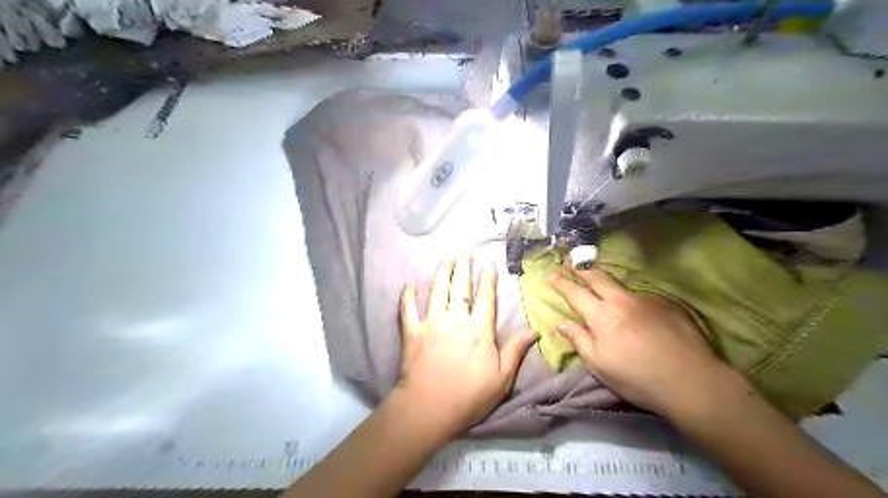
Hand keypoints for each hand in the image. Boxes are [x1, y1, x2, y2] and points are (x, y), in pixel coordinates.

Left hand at [400, 256, 537, 439]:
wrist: (428, 409)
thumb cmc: (469, 396)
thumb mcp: (502, 379)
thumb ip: (515, 351)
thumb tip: (533, 331)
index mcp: (478, 330)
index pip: (485, 298)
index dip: (487, 279)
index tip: (488, 265)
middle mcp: (455, 320)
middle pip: (460, 287)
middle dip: (463, 267)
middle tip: (464, 253)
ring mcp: (431, 323)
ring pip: (436, 291)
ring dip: (441, 273)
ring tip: (445, 260)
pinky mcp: (412, 332)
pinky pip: (408, 309)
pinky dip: (408, 296)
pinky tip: (409, 286)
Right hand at [553, 265, 731, 415]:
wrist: (691, 380)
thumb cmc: (637, 377)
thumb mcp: (599, 364)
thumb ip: (579, 339)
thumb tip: (561, 322)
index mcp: (602, 315)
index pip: (576, 293)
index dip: (562, 283)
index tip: (551, 273)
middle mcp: (622, 301)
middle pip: (598, 277)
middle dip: (581, 268)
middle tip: (570, 260)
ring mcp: (646, 300)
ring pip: (620, 285)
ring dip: (606, 281)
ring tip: (599, 281)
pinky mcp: (666, 305)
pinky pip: (641, 296)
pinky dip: (630, 298)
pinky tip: (635, 309)